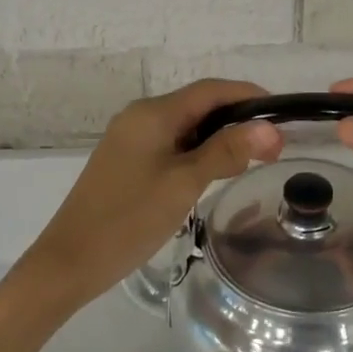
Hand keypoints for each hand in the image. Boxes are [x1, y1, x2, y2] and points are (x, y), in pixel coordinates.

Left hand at [27, 80, 283, 307]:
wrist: (70, 261)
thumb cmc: (129, 219)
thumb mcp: (184, 184)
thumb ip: (226, 152)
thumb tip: (269, 128)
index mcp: (153, 113)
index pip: (210, 90)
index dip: (248, 95)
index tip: (282, 114)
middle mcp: (140, 116)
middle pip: (198, 105)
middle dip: (237, 119)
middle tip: (273, 148)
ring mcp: (130, 139)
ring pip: (185, 126)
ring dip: (219, 137)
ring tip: (251, 160)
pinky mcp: (126, 161)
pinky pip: (171, 144)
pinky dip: (197, 151)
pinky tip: (214, 172)